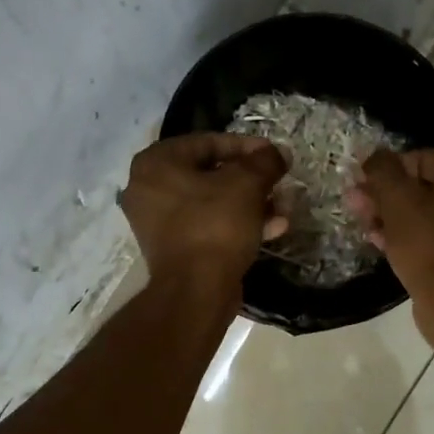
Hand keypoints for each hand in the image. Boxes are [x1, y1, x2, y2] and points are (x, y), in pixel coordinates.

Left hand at [120, 134, 288, 295]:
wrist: (196, 291)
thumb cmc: (216, 226)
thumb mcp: (247, 184)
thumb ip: (265, 161)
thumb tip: (279, 152)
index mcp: (156, 163)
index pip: (208, 142)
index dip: (247, 146)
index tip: (275, 155)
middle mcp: (149, 188)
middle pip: (211, 173)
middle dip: (252, 180)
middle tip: (279, 183)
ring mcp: (159, 221)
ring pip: (213, 202)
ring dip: (251, 204)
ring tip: (283, 209)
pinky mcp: (174, 248)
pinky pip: (208, 225)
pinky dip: (238, 224)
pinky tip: (273, 229)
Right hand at [347, 149, 433, 337]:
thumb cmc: (428, 246)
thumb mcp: (398, 201)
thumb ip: (383, 170)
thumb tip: (373, 155)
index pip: (420, 158)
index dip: (385, 170)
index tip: (360, 185)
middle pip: (424, 187)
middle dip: (386, 195)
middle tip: (356, 205)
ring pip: (427, 214)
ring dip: (393, 217)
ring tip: (364, 225)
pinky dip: (409, 237)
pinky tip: (381, 243)